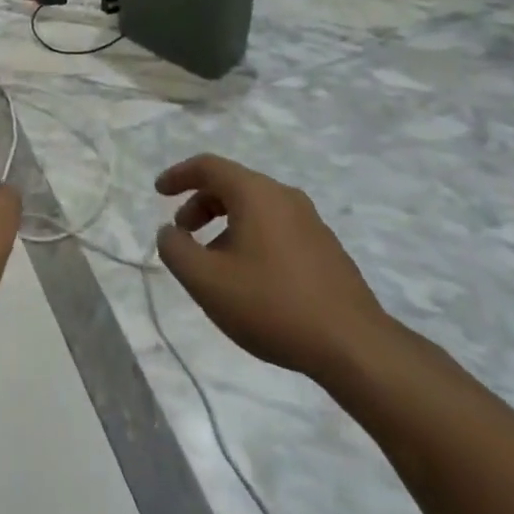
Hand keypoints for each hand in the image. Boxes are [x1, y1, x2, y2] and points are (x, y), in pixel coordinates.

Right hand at [155, 155, 391, 381]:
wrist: (354, 347)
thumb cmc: (272, 305)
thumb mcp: (206, 281)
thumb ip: (176, 250)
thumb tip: (168, 233)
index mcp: (256, 193)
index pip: (208, 166)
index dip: (179, 175)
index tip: (158, 191)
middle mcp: (284, 197)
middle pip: (232, 185)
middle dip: (200, 204)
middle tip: (182, 233)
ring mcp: (311, 222)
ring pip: (256, 209)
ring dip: (225, 225)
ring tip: (213, 264)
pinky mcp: (326, 249)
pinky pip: (276, 229)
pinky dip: (251, 238)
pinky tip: (249, 279)